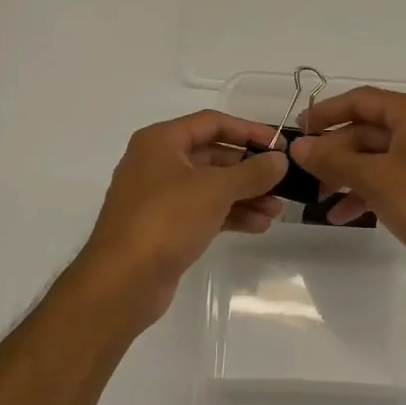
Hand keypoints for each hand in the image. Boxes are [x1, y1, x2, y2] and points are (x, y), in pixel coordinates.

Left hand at [72, 110, 287, 331]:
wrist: (122, 281)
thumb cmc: (166, 220)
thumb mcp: (215, 190)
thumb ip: (252, 172)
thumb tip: (280, 160)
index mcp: (161, 141)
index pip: (212, 123)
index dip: (249, 130)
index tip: (280, 145)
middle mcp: (158, 163)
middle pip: (213, 156)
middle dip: (250, 170)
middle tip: (283, 182)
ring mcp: (159, 197)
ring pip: (211, 187)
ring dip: (245, 196)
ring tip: (276, 211)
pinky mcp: (164, 227)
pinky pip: (204, 211)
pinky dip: (230, 215)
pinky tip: (258, 226)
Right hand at [290, 87, 405, 291]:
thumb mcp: (375, 179)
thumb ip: (333, 159)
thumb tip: (297, 146)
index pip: (362, 100)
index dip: (327, 112)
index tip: (298, 130)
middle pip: (368, 130)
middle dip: (334, 152)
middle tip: (305, 173)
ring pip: (377, 157)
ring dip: (346, 174)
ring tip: (319, 198)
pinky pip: (390, 178)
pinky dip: (366, 191)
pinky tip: (342, 214)